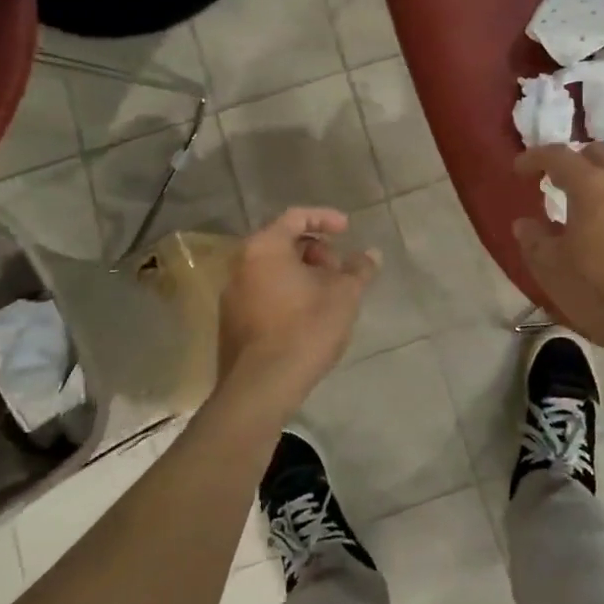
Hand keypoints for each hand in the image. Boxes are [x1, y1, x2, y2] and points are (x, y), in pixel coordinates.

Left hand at [217, 208, 378, 416]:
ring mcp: (232, 295)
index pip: (296, 216)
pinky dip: (287, 293)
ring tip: (329, 294)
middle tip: (340, 269)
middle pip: (282, 243)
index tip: (347, 231)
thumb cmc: (305, 328)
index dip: (325, 218)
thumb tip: (371, 254)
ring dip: (303, 274)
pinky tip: (308, 316)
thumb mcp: (344, 295)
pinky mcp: (231, 323)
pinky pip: (263, 293)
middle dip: (316, 250)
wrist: (261, 387)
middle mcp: (241, 265)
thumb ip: (359, 269)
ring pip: (272, 270)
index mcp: (264, 248)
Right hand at [513, 144, 603, 360]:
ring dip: (596, 181)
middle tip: (553, 181)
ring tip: (579, 208)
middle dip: (572, 160)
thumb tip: (525, 224)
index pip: (559, 155)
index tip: (519, 170)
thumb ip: (534, 239)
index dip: (535, 157)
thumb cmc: (599, 289)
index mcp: (591, 186)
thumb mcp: (551, 268)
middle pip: (596, 153)